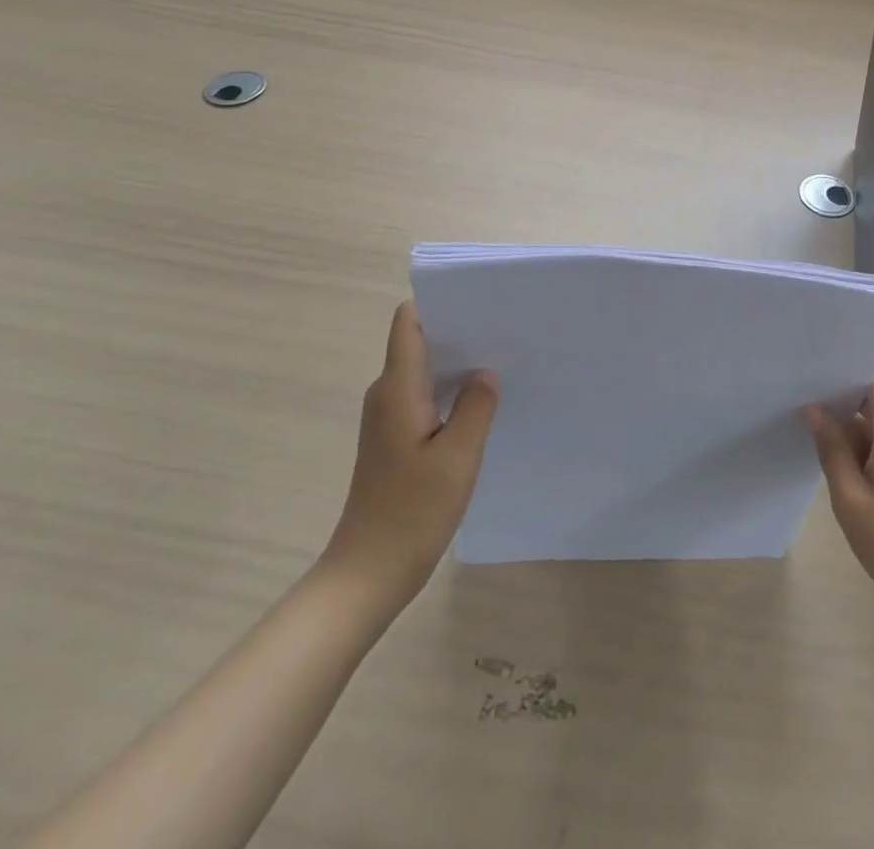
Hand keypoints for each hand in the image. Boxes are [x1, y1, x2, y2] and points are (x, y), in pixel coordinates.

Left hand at [320, 301, 498, 603]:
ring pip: (424, 370)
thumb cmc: (412, 512)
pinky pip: (424, 396)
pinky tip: (481, 402)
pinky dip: (451, 390)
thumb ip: (476, 406)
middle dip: (459, 330)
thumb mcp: (458, 457)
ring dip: (458, 363)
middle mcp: (387, 394)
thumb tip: (485, 373)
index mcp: (397, 389)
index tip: (480, 301)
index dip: (439, 302)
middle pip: (419, 341)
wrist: (368, 573)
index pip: (409, 322)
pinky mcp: (395, 438)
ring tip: (502, 360)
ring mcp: (388, 417)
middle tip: (505, 329)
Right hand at [806, 367, 873, 635]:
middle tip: (799, 390)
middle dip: (841, 393)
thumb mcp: (849, 497)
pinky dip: (867, 442)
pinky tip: (839, 454)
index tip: (813, 360)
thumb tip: (814, 408)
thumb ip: (831, 446)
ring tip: (810, 420)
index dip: (847, 362)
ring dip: (852, 422)